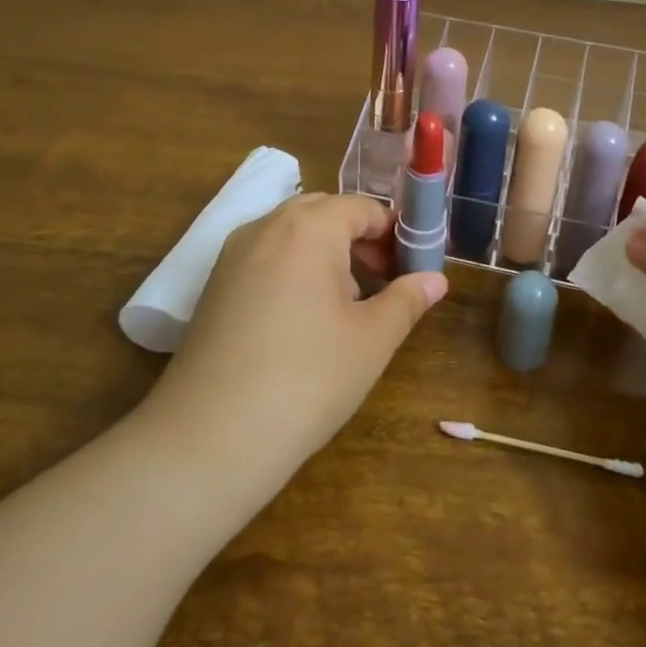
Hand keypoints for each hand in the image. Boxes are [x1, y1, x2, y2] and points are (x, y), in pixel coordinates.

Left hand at [144, 194, 447, 487]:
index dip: (395, 233)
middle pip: (325, 213)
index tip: (414, 268)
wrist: (209, 438)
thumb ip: (406, 300)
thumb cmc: (307, 379)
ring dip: (327, 254)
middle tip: (386, 282)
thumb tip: (436, 280)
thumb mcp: (371, 340)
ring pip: (292, 235)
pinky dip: (294, 269)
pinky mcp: (214, 285)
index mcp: (309, 227)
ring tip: (349, 304)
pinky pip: (266, 257)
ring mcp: (233, 254)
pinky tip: (305, 320)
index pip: (363, 208)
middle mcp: (266, 226)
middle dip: (360, 239)